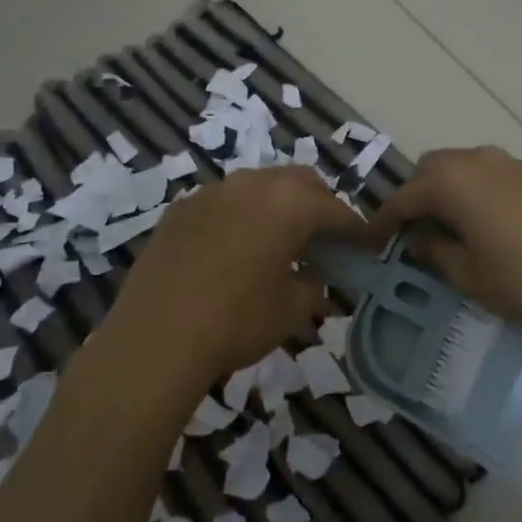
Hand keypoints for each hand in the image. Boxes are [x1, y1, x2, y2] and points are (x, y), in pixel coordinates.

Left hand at [103, 165, 366, 390]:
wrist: (155, 339)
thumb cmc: (237, 321)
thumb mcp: (291, 310)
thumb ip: (313, 285)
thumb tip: (312, 275)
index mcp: (288, 204)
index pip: (335, 210)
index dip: (355, 229)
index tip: (366, 246)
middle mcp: (251, 185)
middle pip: (299, 182)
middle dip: (318, 205)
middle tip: (325, 239)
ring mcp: (211, 192)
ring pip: (258, 186)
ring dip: (277, 206)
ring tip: (279, 241)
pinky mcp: (180, 210)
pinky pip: (223, 202)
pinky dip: (241, 216)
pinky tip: (235, 248)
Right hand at [361, 146, 521, 331]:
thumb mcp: (468, 275)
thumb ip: (435, 252)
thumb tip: (419, 239)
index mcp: (451, 182)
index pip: (403, 197)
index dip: (384, 221)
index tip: (372, 241)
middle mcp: (476, 160)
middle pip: (430, 169)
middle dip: (416, 196)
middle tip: (414, 231)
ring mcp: (508, 163)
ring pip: (461, 167)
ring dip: (446, 191)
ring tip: (449, 228)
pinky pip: (488, 174)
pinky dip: (474, 191)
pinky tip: (485, 223)